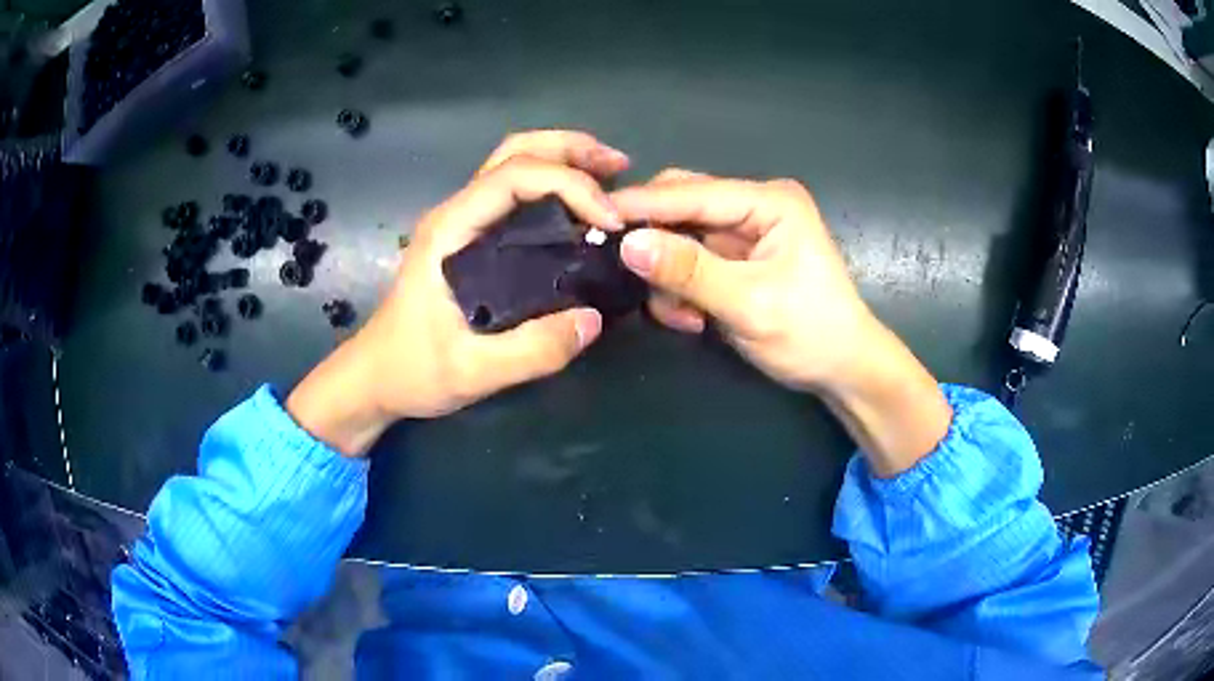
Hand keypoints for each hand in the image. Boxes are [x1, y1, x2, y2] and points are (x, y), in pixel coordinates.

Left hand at [287, 131, 630, 455]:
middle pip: (515, 151)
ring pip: (514, 164)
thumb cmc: (411, 370)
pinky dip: (554, 186)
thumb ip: (532, 351)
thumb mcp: (472, 372)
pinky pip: (515, 193)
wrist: (374, 378)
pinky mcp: (469, 238)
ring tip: (612, 178)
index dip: (570, 185)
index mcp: (450, 230)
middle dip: (572, 150)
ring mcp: (461, 223)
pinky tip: (580, 210)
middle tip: (622, 168)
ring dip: (564, 161)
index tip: (610, 221)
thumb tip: (594, 319)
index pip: (514, 176)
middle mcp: (456, 213)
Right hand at [611, 171, 951, 475]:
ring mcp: (742, 232)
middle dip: (656, 243)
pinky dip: (679, 290)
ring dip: (668, 276)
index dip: (643, 205)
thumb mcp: (750, 304)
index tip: (593, 218)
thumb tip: (627, 244)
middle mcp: (753, 206)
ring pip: (678, 236)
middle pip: (682, 206)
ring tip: (682, 316)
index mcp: (769, 201)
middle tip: (631, 275)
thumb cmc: (811, 333)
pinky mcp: (733, 259)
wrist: (841, 369)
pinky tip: (693, 319)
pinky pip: (687, 262)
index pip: (693, 192)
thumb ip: (689, 272)